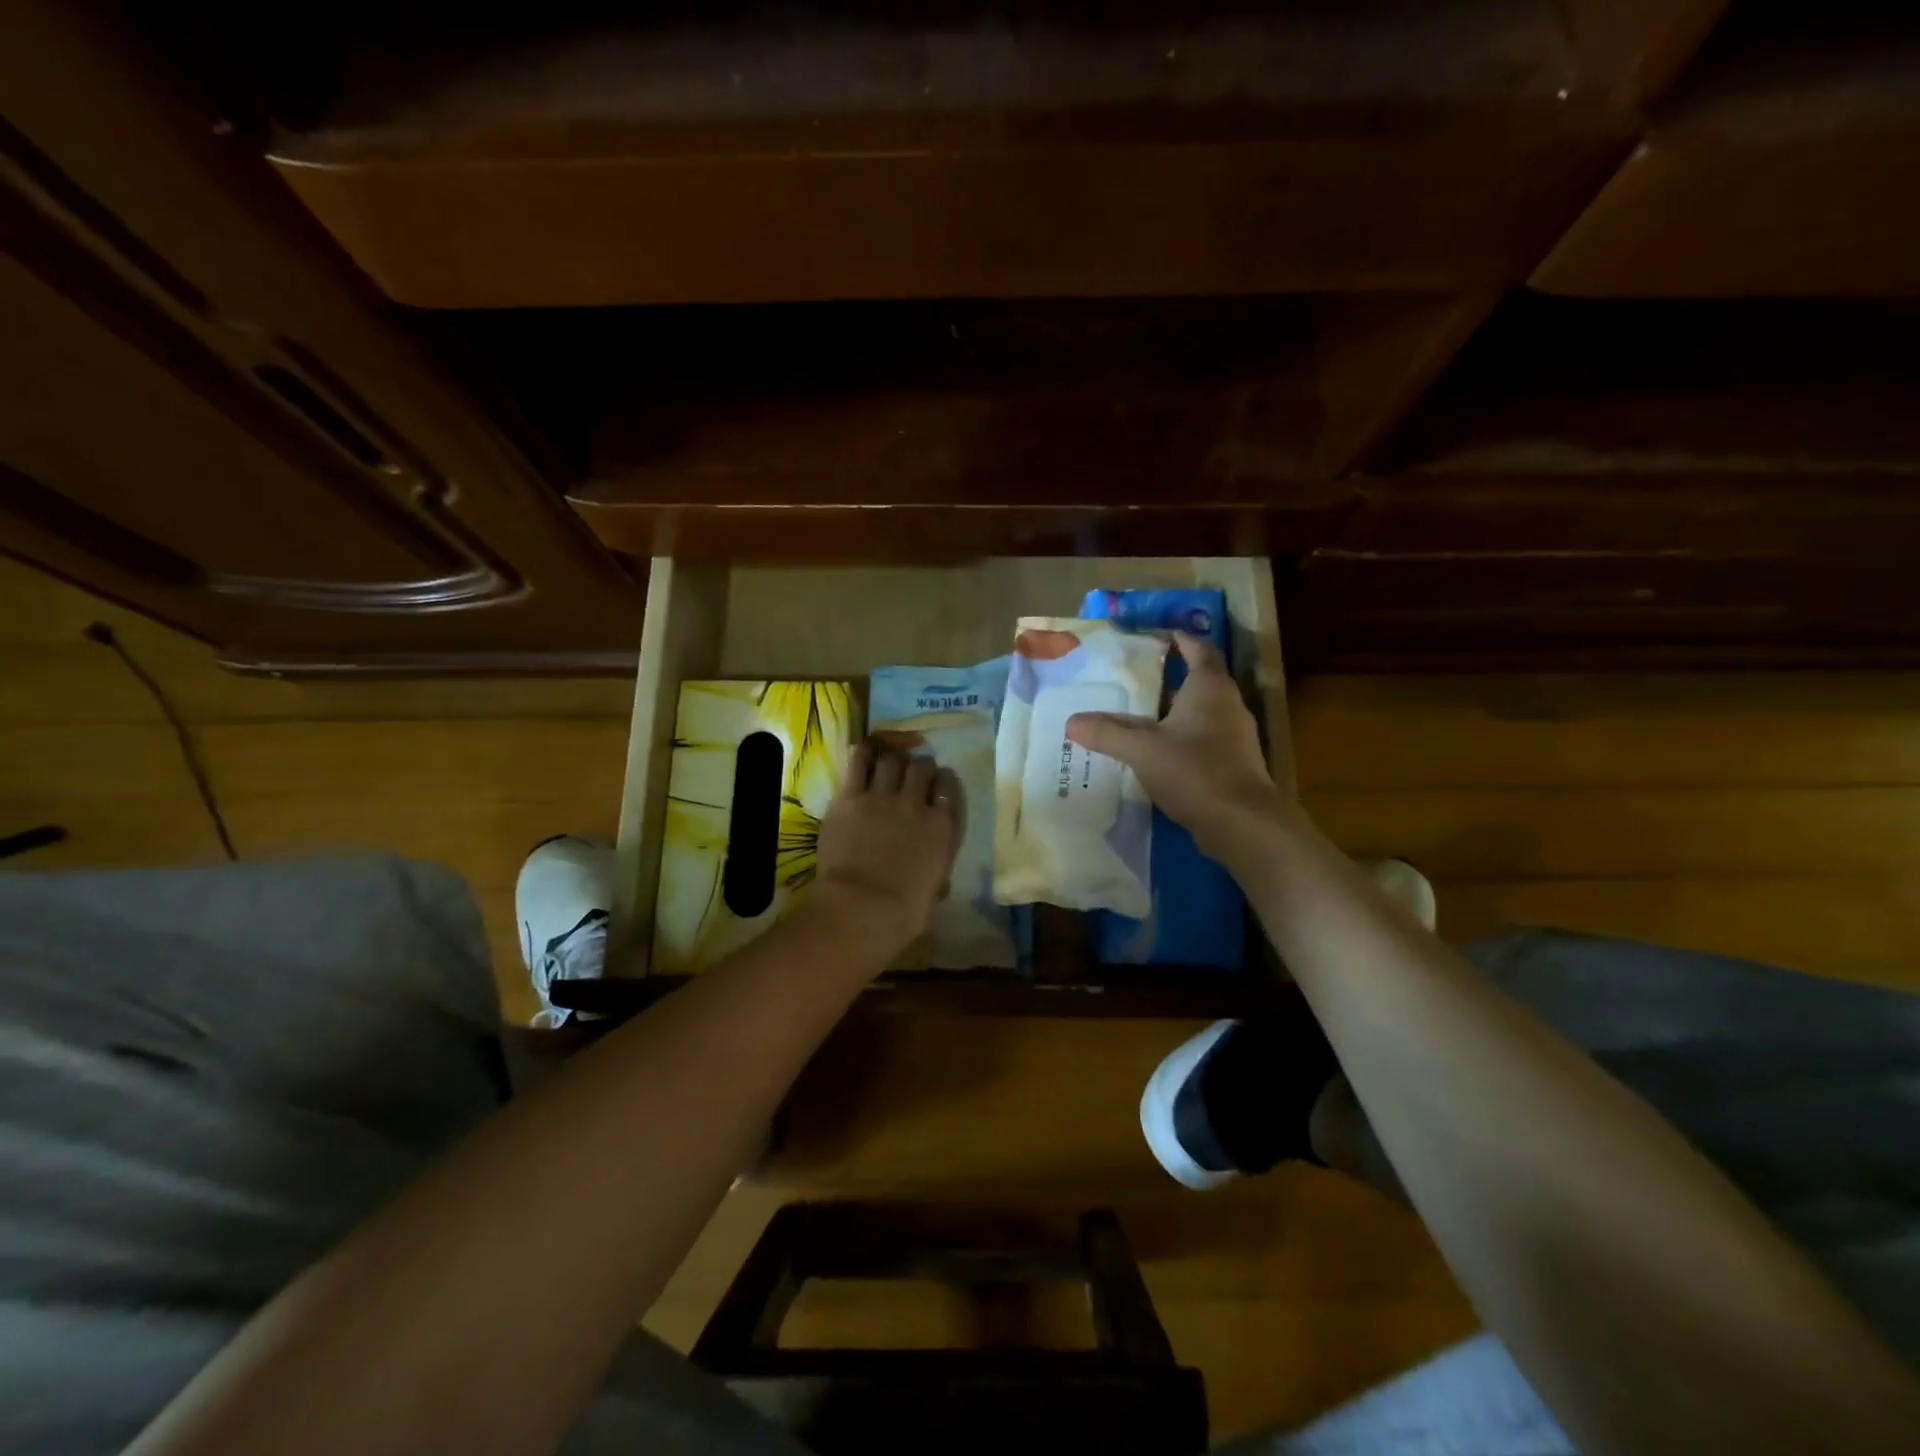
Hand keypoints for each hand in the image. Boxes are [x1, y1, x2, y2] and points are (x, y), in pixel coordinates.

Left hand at [808, 743, 960, 964]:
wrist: (860, 908)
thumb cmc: (903, 913)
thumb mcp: (934, 892)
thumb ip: (937, 872)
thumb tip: (937, 879)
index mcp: (942, 827)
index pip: (950, 787)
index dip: (944, 782)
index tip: (939, 785)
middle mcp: (915, 804)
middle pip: (921, 767)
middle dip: (920, 767)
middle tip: (912, 774)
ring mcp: (881, 797)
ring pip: (892, 760)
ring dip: (893, 760)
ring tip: (888, 766)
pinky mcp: (850, 798)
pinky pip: (858, 763)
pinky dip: (863, 755)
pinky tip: (863, 754)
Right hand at [1066, 632, 1294, 858]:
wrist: (1242, 823)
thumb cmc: (1194, 770)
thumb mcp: (1142, 749)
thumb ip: (1107, 733)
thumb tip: (1072, 722)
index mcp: (1209, 687)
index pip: (1198, 648)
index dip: (1178, 639)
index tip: (1154, 637)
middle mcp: (1227, 704)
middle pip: (1199, 679)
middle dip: (1169, 677)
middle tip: (1133, 680)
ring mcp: (1234, 735)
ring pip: (1201, 711)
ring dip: (1174, 710)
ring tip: (1139, 716)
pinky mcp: (1234, 763)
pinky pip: (1204, 738)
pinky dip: (1181, 738)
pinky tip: (1157, 753)